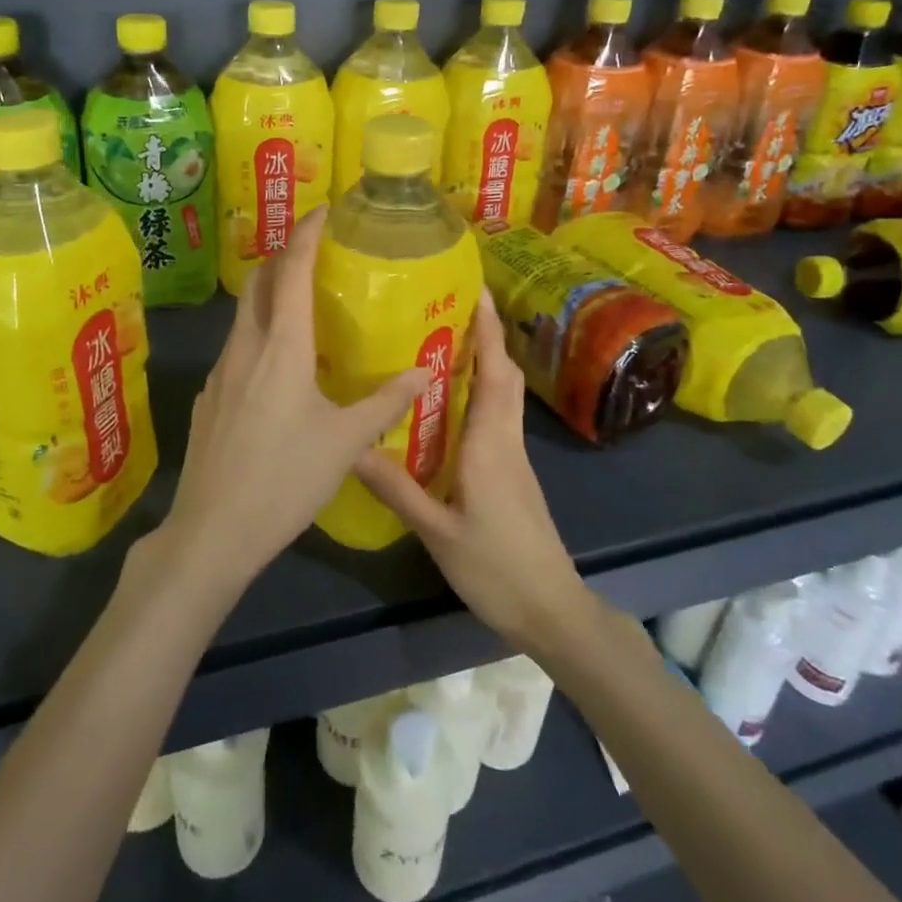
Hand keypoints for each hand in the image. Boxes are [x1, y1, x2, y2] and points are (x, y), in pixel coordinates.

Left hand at [157, 206, 428, 587]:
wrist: (213, 532)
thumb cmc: (285, 479)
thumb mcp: (346, 442)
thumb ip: (386, 402)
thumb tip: (425, 371)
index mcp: (281, 347)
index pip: (291, 271)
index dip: (306, 234)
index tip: (323, 210)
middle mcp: (245, 348)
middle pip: (260, 283)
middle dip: (284, 257)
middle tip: (315, 252)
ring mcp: (220, 372)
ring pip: (245, 316)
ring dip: (270, 296)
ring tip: (302, 303)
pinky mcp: (210, 398)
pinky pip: (237, 348)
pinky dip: (259, 334)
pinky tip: (277, 365)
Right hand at [355, 287, 592, 652]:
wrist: (550, 610)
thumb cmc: (497, 568)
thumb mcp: (437, 531)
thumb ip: (397, 488)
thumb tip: (352, 447)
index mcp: (491, 444)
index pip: (495, 372)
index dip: (489, 329)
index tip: (476, 291)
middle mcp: (506, 440)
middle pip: (504, 375)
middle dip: (486, 336)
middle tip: (449, 308)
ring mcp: (513, 457)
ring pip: (503, 395)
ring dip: (484, 361)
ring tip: (443, 342)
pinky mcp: (512, 473)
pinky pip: (496, 418)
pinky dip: (479, 394)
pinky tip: (448, 405)